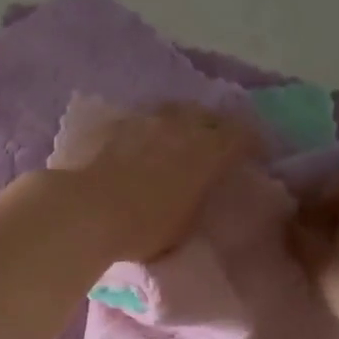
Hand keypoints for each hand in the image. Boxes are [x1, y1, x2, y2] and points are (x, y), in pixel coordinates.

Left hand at [53, 103, 257, 262]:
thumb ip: (198, 199)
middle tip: (213, 143)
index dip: (252, 143)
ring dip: (178, 122)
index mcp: (208, 151)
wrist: (84, 210)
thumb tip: (201, 190)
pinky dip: (143, 128)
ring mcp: (142, 118)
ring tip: (174, 138)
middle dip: (215, 127)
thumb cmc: (142, 228)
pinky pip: (135, 118)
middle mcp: (180, 125)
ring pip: (170, 110)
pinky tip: (135, 142)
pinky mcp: (109, 122)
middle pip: (207, 115)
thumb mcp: (185, 224)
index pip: (243, 135)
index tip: (253, 154)